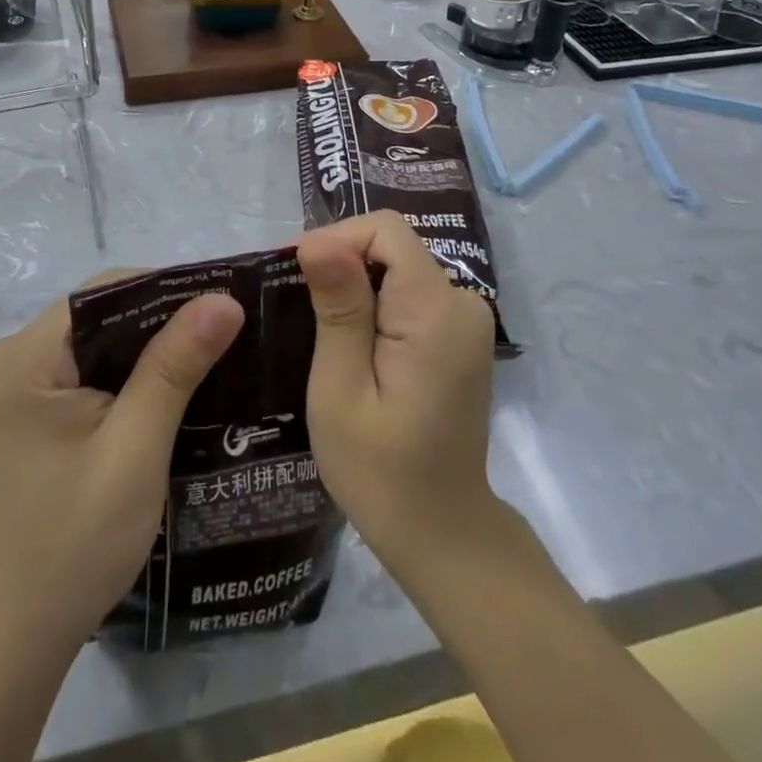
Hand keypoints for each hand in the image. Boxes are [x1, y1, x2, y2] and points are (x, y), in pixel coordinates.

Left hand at [0, 279, 244, 647]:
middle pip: (102, 313)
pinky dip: (129, 376)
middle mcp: (13, 358)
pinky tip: (171, 388)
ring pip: (99, 342)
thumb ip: (175, 367)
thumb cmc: (73, 545)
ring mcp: (18, 386)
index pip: (106, 292)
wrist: (14, 641)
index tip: (224, 303)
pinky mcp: (30, 412)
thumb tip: (223, 299)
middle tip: (228, 331)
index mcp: (24, 357)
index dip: (168, 290)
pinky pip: (89, 371)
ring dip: (150, 350)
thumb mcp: (135, 450)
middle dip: (164, 321)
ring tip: (213, 353)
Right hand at [296, 211, 497, 568]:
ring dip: (354, 282)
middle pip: (392, 244)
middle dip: (341, 262)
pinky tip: (347, 336)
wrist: (442, 531)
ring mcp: (465, 317)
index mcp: (436, 311)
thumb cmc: (380, 471)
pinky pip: (409, 289)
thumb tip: (319, 241)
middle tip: (296, 304)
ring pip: (397, 264)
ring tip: (314, 321)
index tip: (296, 274)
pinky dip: (374, 299)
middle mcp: (462, 301)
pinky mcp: (458, 332)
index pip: (385, 230)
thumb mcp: (341, 391)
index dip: (336, 239)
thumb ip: (338, 310)